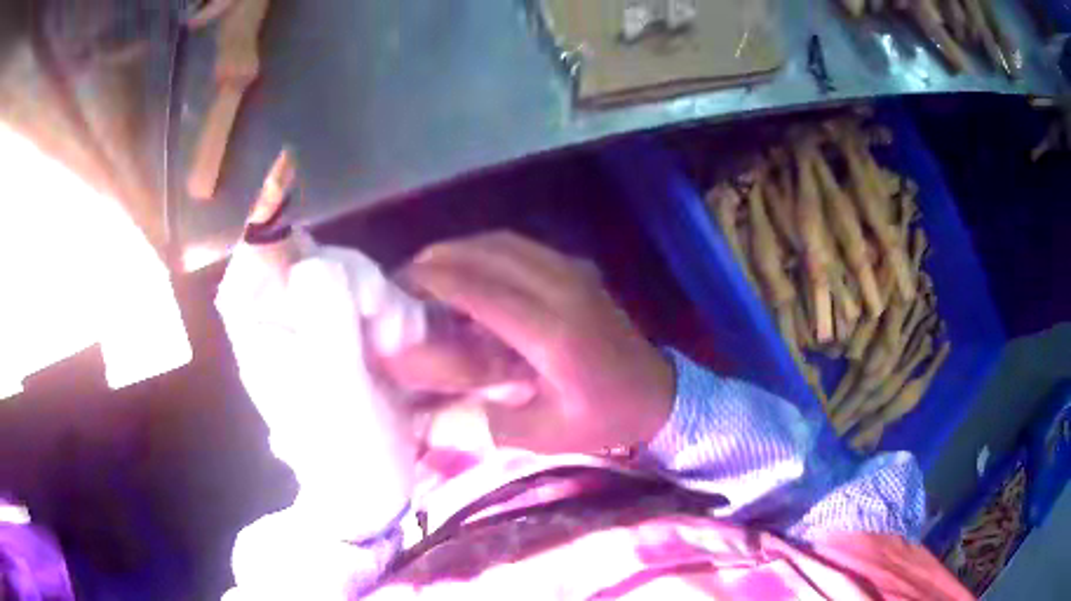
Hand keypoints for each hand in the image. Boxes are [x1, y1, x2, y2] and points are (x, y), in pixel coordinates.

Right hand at [400, 232, 674, 453]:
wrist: (660, 395)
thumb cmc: (604, 419)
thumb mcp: (543, 434)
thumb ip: (484, 419)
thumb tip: (430, 408)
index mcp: (553, 334)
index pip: (480, 290)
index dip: (434, 282)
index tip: (397, 286)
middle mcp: (562, 291)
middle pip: (488, 254)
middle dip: (439, 258)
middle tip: (404, 277)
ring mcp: (574, 274)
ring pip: (504, 242)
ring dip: (461, 249)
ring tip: (428, 268)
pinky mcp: (579, 270)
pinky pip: (522, 246)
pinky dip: (486, 250)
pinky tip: (469, 267)